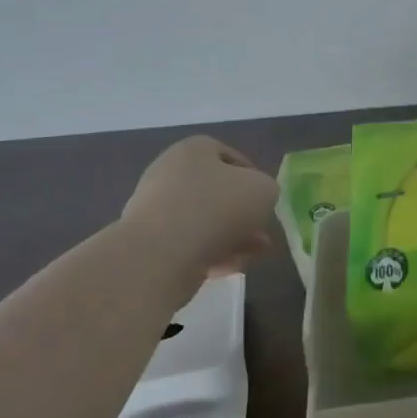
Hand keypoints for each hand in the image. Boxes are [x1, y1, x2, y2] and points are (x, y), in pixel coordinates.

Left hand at [122, 135, 278, 277]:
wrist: (162, 253)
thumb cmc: (217, 207)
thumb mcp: (264, 189)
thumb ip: (267, 189)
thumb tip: (256, 199)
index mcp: (193, 151)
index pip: (227, 156)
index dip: (252, 176)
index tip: (265, 198)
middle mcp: (169, 174)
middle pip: (216, 192)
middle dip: (243, 214)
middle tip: (262, 232)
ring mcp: (156, 209)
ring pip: (205, 221)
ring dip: (232, 237)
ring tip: (253, 254)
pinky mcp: (149, 243)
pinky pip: (188, 244)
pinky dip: (211, 254)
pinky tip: (230, 267)